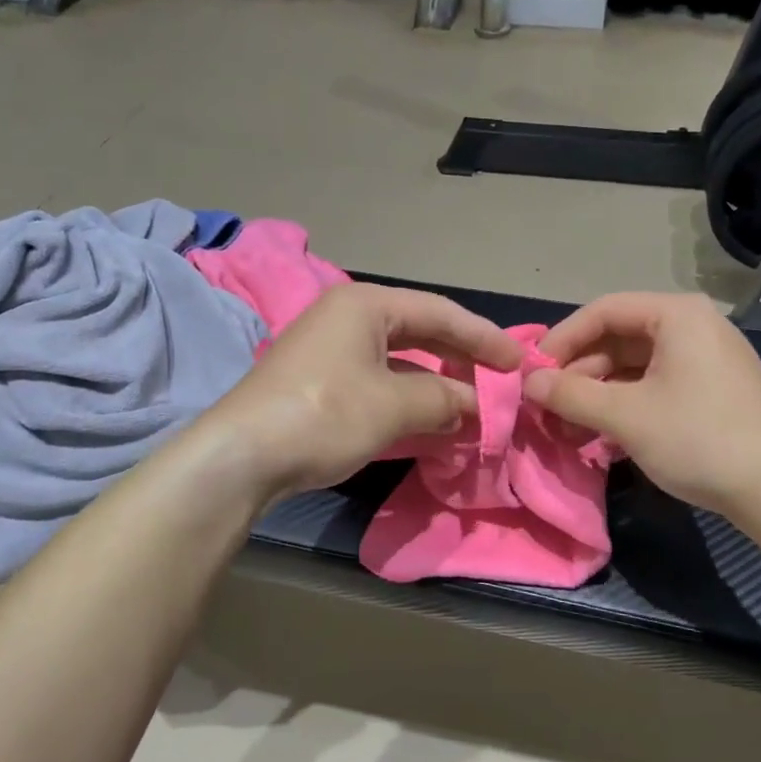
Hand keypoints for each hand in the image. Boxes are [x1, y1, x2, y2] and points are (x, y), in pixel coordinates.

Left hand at [202, 283, 522, 500]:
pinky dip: (408, 400)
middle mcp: (347, 318)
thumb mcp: (394, 405)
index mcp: (365, 305)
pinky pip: (378, 383)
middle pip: (420, 332)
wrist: (242, 457)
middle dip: (461, 360)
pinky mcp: (320, 383)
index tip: (518, 362)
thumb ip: (444, 399)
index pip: (440, 312)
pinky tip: (431, 422)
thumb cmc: (324, 415)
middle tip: (499, 382)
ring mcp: (330, 351)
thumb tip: (475, 406)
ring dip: (436, 385)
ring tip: (472, 408)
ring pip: (399, 361)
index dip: (484, 338)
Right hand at [525, 292, 760, 516]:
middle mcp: (692, 326)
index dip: (562, 339)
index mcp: (676, 315)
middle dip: (578, 372)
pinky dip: (623, 404)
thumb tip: (527, 382)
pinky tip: (600, 434)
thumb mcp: (626, 416)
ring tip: (568, 427)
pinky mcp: (709, 390)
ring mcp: (704, 359)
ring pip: (632, 365)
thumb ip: (571, 394)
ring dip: (596, 393)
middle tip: (547, 405)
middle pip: (617, 337)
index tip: (533, 372)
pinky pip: (653, 385)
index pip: (603, 311)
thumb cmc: (698, 439)